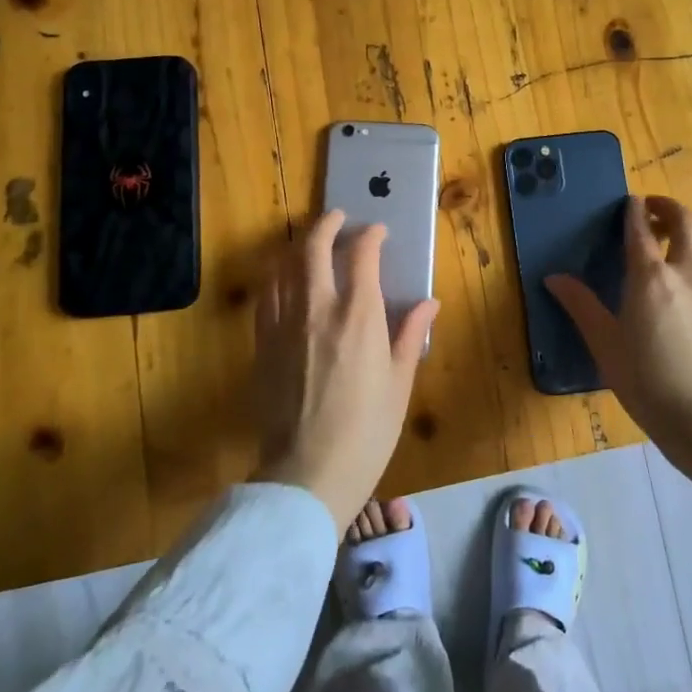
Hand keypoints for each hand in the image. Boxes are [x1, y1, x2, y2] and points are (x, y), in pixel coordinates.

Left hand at [252, 210, 440, 527]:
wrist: (307, 473)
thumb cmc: (367, 432)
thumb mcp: (400, 383)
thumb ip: (411, 335)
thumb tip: (429, 302)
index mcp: (358, 316)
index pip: (361, 255)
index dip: (370, 236)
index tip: (377, 233)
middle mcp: (317, 309)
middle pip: (313, 248)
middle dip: (327, 225)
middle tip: (338, 218)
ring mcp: (283, 324)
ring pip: (283, 266)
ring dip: (298, 246)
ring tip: (310, 243)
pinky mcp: (262, 344)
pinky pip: (266, 296)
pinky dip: (277, 277)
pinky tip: (285, 282)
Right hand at [546, 195, 691, 459]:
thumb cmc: (645, 379)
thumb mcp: (604, 343)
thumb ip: (581, 305)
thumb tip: (554, 278)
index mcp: (650, 276)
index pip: (641, 228)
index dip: (633, 210)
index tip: (629, 201)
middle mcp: (686, 271)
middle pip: (686, 221)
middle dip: (668, 207)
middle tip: (652, 211)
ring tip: (675, 238)